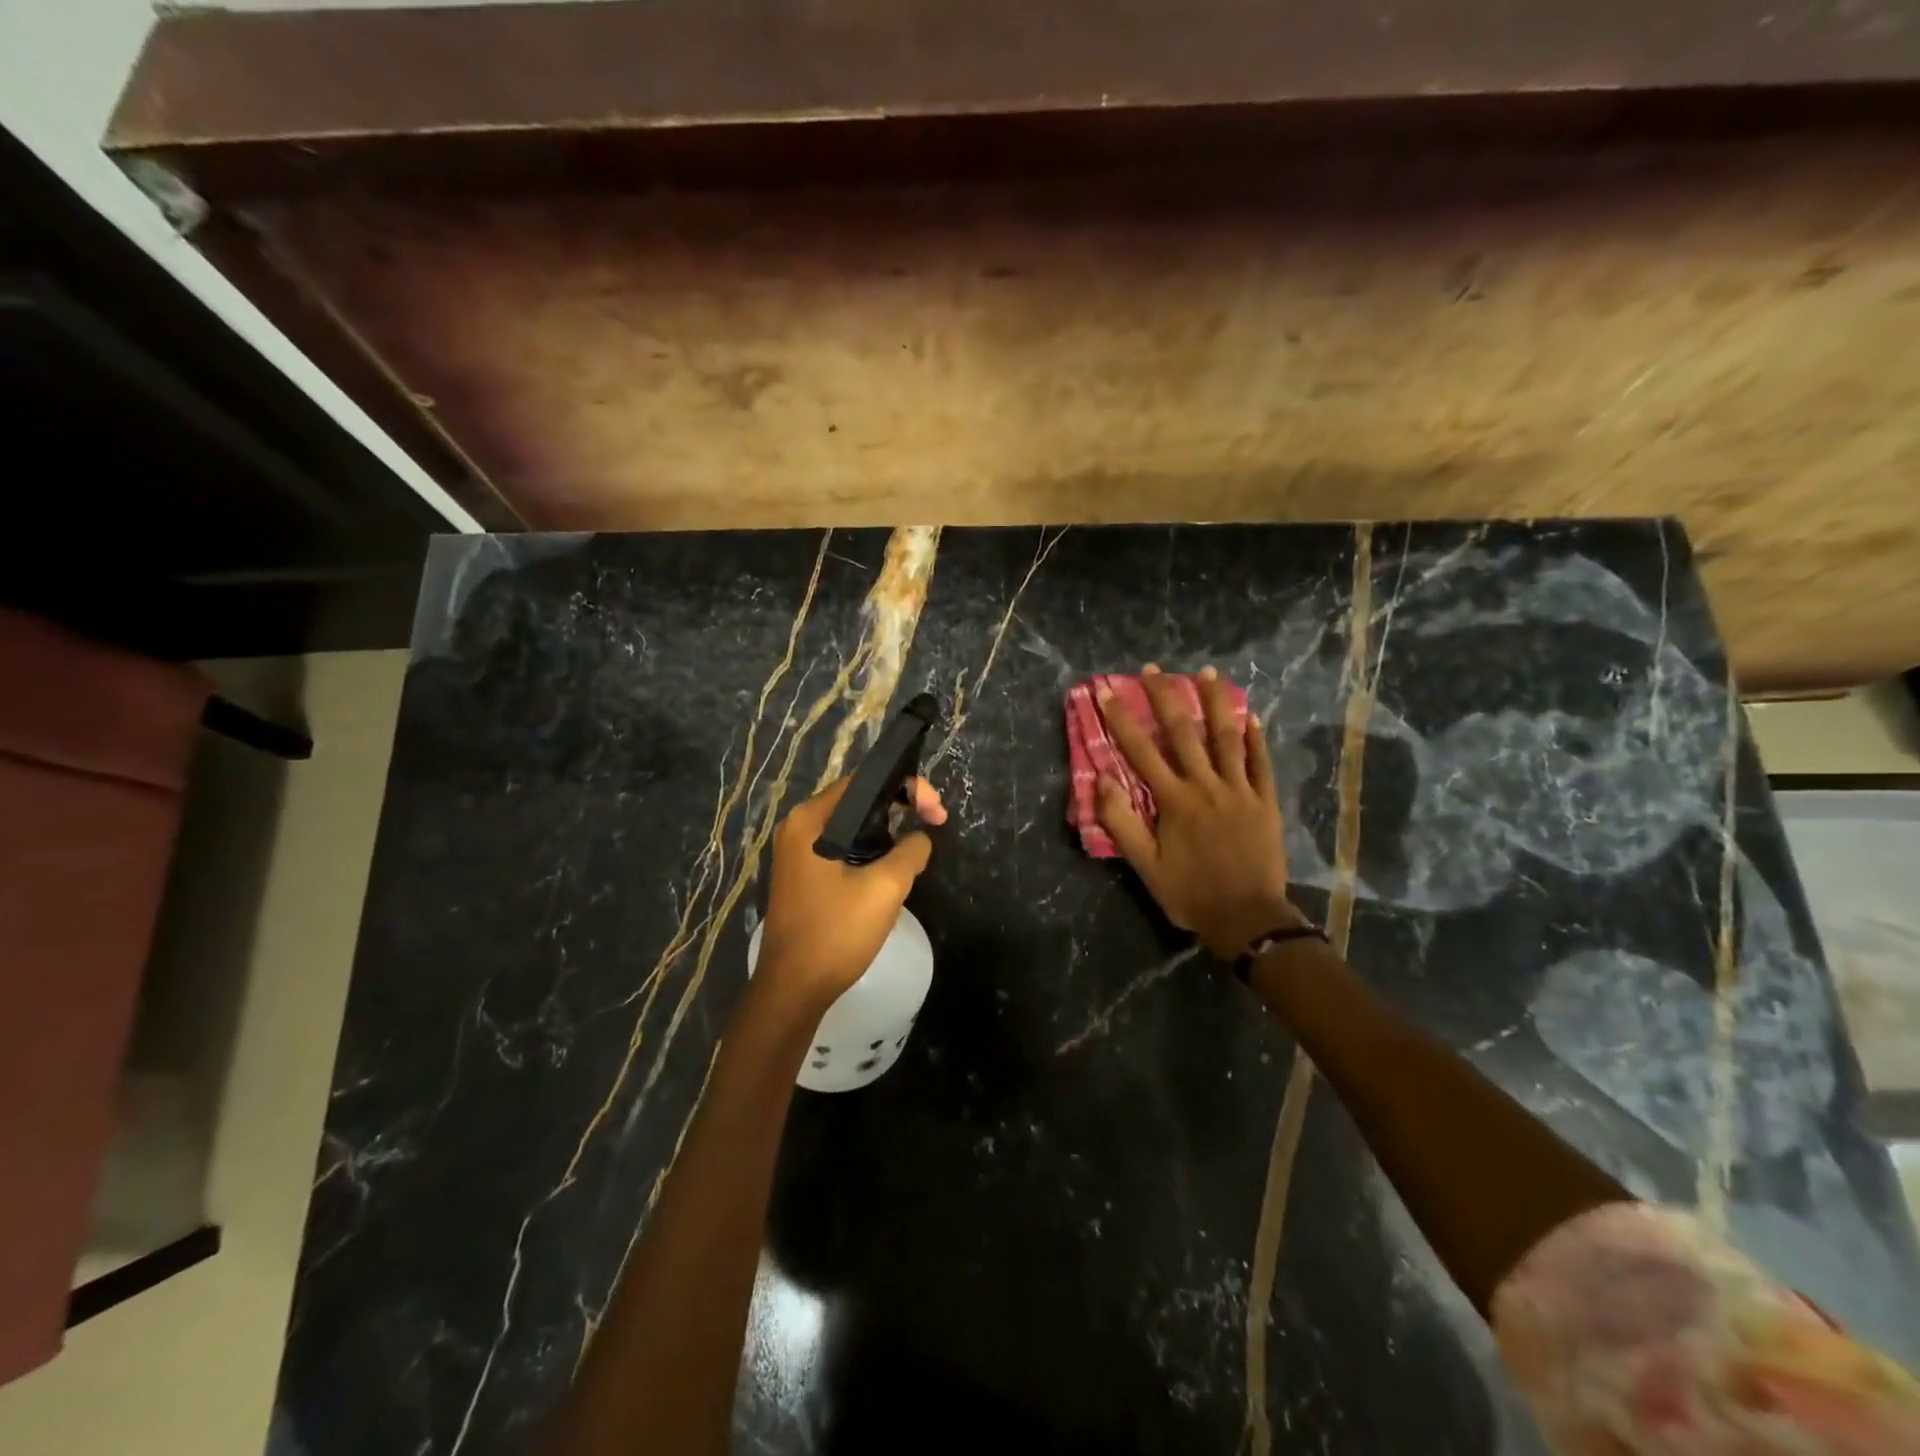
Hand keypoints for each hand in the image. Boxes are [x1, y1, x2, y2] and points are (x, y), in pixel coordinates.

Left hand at [755, 775, 947, 1008]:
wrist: (793, 989)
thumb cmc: (835, 933)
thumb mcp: (885, 888)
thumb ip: (910, 851)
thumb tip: (920, 838)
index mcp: (810, 820)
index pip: (864, 782)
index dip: (907, 787)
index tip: (936, 812)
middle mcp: (799, 828)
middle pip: (858, 801)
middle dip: (900, 808)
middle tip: (934, 824)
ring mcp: (798, 854)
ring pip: (852, 827)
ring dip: (887, 832)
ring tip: (917, 849)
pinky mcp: (804, 876)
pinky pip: (843, 849)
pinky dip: (870, 851)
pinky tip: (891, 870)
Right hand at [1096, 665, 1302, 958]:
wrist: (1247, 918)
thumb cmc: (1189, 893)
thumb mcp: (1145, 866)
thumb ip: (1122, 821)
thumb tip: (1102, 779)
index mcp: (1174, 800)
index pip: (1141, 750)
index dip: (1121, 718)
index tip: (1106, 690)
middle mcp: (1206, 785)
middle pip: (1184, 732)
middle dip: (1165, 696)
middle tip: (1154, 668)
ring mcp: (1240, 790)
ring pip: (1226, 737)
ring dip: (1215, 702)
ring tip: (1207, 672)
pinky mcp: (1265, 801)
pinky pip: (1260, 762)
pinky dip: (1255, 737)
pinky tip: (1250, 714)